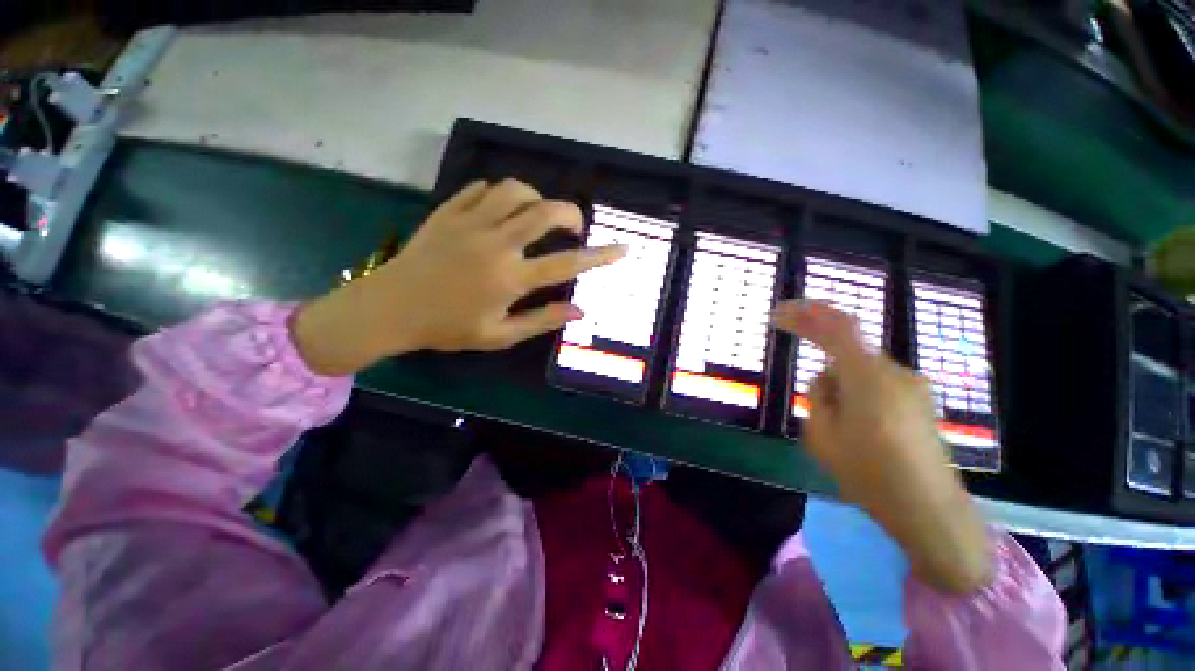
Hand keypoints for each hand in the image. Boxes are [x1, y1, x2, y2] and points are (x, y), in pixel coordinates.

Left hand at [292, 179, 626, 375]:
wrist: (390, 309)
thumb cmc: (448, 328)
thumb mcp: (499, 335)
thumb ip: (542, 320)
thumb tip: (580, 311)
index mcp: (510, 278)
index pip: (567, 263)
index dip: (600, 256)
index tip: (622, 249)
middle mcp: (496, 243)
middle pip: (544, 212)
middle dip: (570, 214)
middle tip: (575, 226)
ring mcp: (469, 223)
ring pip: (514, 191)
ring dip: (536, 198)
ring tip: (538, 215)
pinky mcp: (448, 212)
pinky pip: (481, 189)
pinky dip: (500, 194)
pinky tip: (502, 210)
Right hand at [771, 301, 991, 594]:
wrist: (930, 511)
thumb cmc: (870, 474)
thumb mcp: (822, 435)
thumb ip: (818, 397)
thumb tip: (828, 382)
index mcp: (868, 377)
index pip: (836, 328)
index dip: (806, 314)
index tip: (780, 314)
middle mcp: (895, 372)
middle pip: (846, 355)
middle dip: (826, 378)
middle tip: (821, 417)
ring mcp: (913, 386)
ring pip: (860, 373)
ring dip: (842, 393)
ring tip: (846, 438)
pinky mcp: (920, 401)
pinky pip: (876, 385)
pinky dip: (858, 399)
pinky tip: (864, 435)